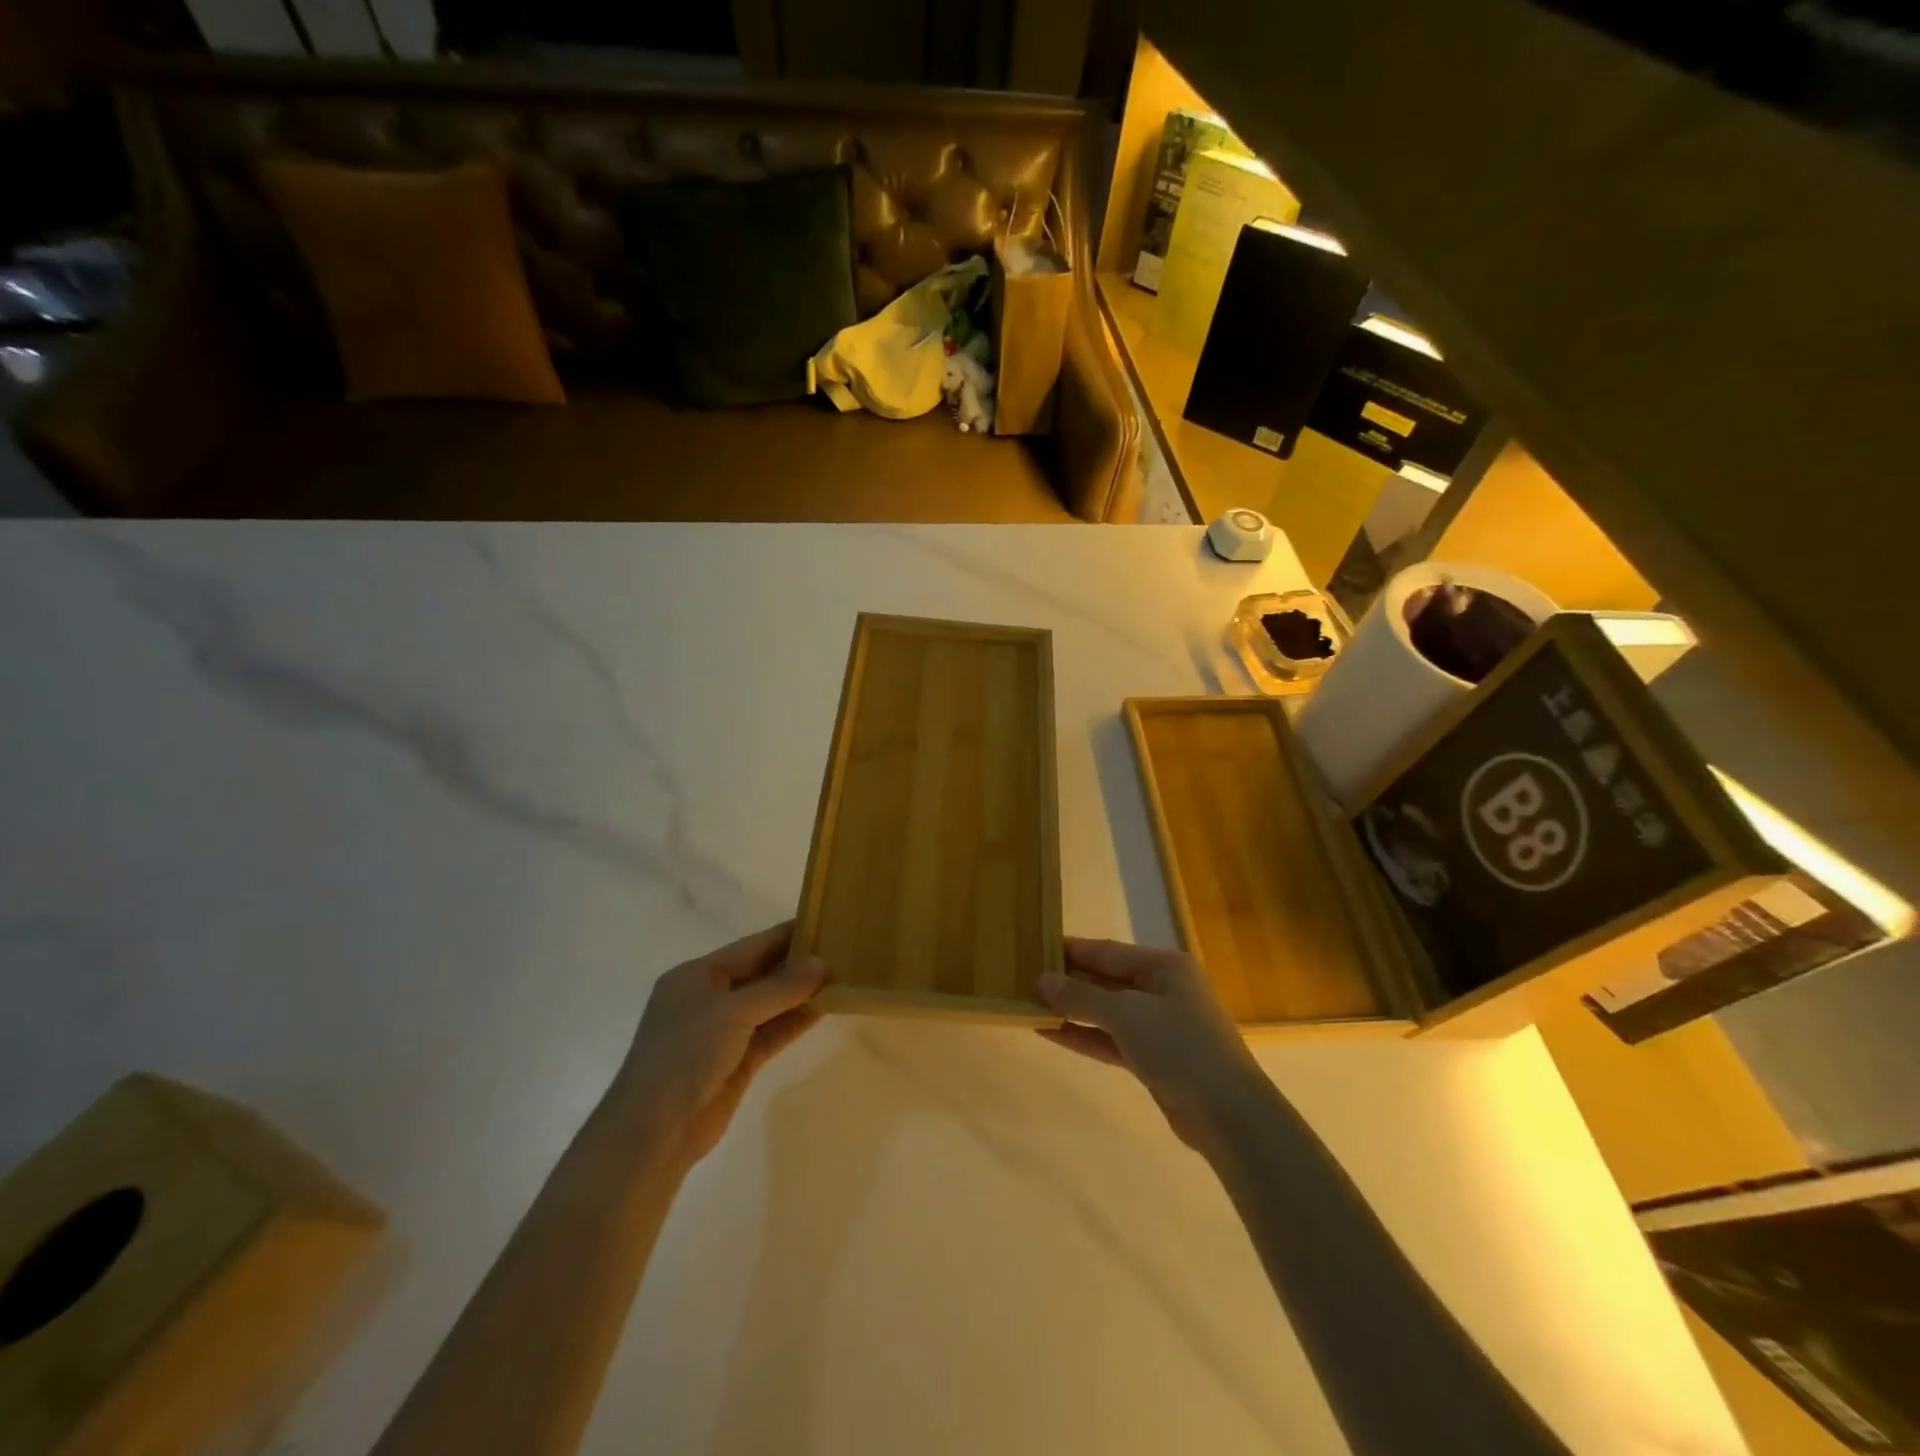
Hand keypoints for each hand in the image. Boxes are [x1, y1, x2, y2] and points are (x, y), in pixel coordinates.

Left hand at [615, 922, 826, 1165]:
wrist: (655, 1131)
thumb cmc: (685, 1054)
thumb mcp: (733, 1011)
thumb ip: (780, 987)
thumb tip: (822, 963)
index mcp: (697, 975)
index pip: (751, 947)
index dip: (787, 935)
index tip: (825, 922)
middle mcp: (710, 998)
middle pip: (761, 974)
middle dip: (798, 965)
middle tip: (842, 950)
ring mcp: (723, 1032)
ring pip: (770, 1005)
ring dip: (801, 994)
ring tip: (842, 977)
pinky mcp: (737, 1061)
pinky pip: (772, 1033)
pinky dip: (795, 1021)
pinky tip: (826, 1009)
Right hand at [1038, 938, 1268, 1151]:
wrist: (1227, 1113)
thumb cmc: (1179, 1045)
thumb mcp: (1125, 1013)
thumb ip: (1081, 996)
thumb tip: (1041, 980)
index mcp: (1164, 966)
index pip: (1108, 951)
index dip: (1071, 950)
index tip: (1035, 948)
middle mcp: (1163, 989)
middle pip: (1107, 979)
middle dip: (1069, 982)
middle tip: (1025, 978)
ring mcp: (1160, 1025)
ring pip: (1107, 1012)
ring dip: (1072, 1011)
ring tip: (1030, 1005)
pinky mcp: (1155, 1058)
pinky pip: (1112, 1039)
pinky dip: (1085, 1036)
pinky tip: (1051, 1033)